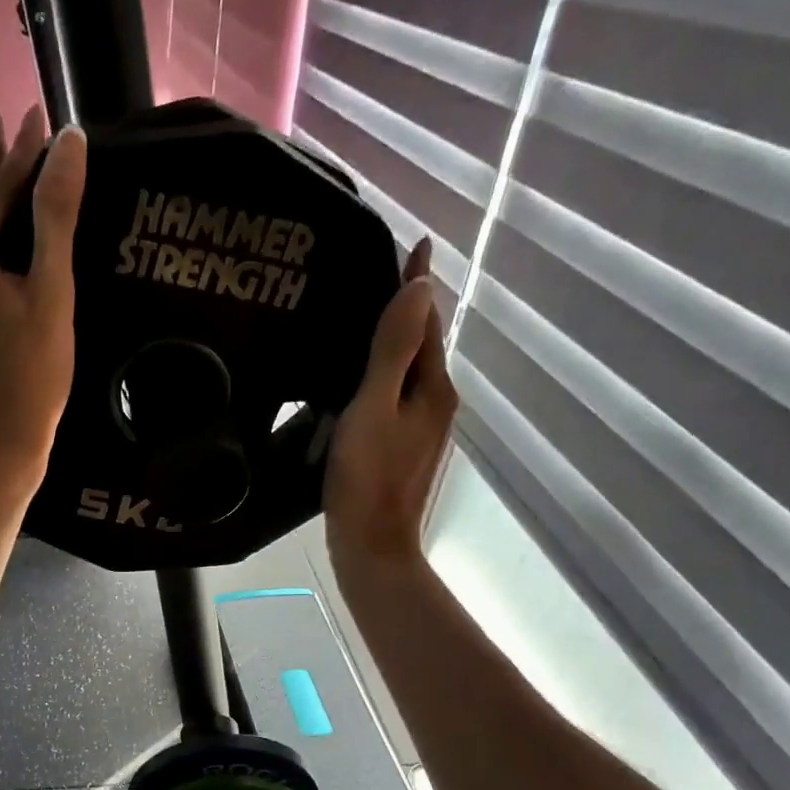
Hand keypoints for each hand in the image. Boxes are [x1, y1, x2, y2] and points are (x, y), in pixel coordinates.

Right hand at [324, 238, 455, 572]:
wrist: (372, 546)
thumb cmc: (367, 478)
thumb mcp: (374, 409)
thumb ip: (393, 351)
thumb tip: (419, 288)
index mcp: (432, 389)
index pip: (427, 322)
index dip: (417, 284)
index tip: (414, 243)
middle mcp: (435, 404)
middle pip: (420, 346)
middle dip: (404, 312)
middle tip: (374, 279)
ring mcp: (420, 431)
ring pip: (406, 374)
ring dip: (391, 345)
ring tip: (358, 323)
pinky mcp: (401, 450)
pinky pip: (392, 399)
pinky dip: (378, 379)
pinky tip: (353, 383)